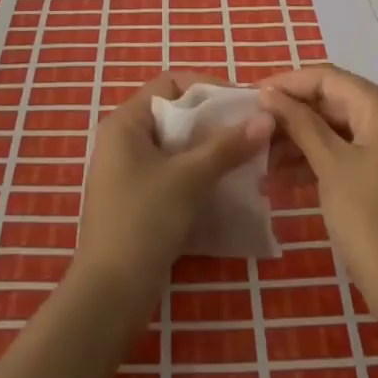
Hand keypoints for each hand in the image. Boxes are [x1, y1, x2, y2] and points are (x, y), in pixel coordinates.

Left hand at [77, 72, 272, 295]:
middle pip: (176, 113)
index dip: (208, 87)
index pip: (171, 83)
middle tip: (251, 129)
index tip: (243, 102)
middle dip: (214, 120)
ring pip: (177, 145)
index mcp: (125, 122)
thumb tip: (266, 117)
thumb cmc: (144, 221)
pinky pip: (173, 171)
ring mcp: (128, 171)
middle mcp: (123, 139)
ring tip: (246, 156)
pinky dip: (198, 172)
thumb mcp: (188, 178)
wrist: (110, 294)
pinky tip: (226, 184)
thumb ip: (227, 146)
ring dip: (210, 148)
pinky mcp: (138, 199)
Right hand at [258, 66, 377, 308]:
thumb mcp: (329, 164)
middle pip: (330, 101)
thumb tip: (268, 93)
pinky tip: (281, 179)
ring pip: (333, 127)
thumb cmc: (367, 218)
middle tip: (253, 130)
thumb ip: (298, 122)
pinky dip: (314, 159)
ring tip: (261, 161)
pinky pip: (342, 150)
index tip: (252, 96)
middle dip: (291, 115)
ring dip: (298, 140)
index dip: (288, 84)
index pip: (327, 78)